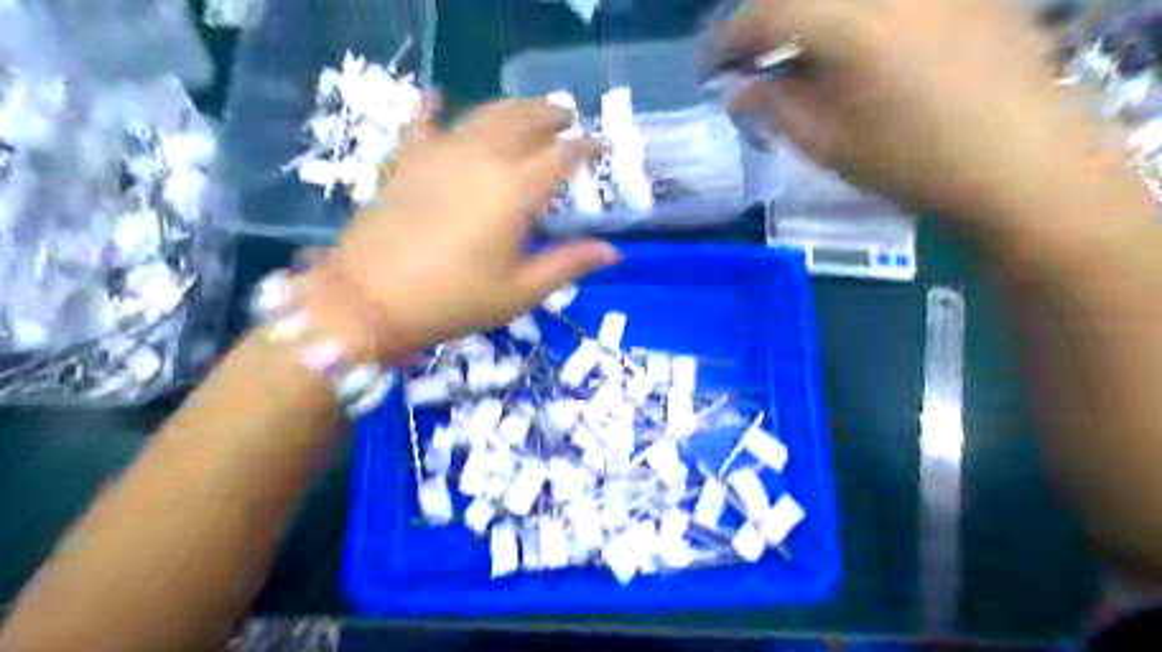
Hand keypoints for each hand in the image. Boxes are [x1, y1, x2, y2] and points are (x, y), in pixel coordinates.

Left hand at [307, 97, 616, 359]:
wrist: (369, 301)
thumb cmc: (454, 301)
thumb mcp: (520, 291)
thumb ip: (568, 264)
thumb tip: (613, 252)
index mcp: (516, 190)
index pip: (562, 156)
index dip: (586, 148)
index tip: (601, 147)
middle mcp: (482, 158)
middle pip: (525, 120)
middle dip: (551, 115)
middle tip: (568, 119)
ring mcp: (440, 153)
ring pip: (484, 113)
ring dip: (512, 107)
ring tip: (527, 110)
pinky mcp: (406, 160)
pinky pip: (421, 123)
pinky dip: (431, 108)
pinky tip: (436, 97)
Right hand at [713, 0, 1101, 221]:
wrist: (1018, 161)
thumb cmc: (910, 161)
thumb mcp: (828, 144)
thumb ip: (776, 108)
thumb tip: (740, 89)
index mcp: (850, 23)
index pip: (768, 13)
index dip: (728, 37)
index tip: (708, 64)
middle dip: (762, 19)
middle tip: (744, 55)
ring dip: (804, 16)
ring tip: (790, 53)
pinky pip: (880, 3)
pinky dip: (845, 17)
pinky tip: (844, 47)